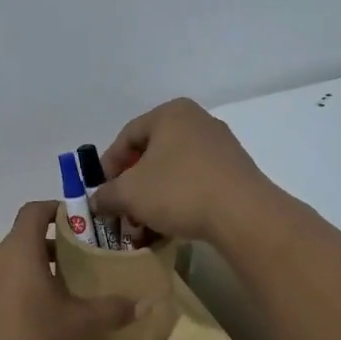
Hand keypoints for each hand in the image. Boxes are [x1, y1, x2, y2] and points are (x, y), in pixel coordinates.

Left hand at [0, 201, 135, 339]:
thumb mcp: (79, 325)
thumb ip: (112, 310)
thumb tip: (147, 304)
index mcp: (18, 250)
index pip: (33, 211)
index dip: (54, 210)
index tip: (74, 220)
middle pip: (21, 243)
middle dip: (48, 251)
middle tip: (74, 268)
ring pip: (4, 270)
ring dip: (26, 277)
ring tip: (51, 301)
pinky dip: (7, 300)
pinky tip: (22, 328)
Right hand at [89, 98, 272, 243]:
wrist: (243, 214)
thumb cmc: (178, 191)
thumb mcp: (129, 194)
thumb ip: (106, 195)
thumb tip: (97, 201)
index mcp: (170, 114)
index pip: (127, 136)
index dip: (108, 166)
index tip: (103, 194)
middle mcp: (197, 121)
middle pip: (151, 154)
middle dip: (133, 186)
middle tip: (122, 211)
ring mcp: (220, 146)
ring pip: (173, 171)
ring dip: (154, 198)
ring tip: (145, 226)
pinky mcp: (235, 171)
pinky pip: (196, 182)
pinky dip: (179, 201)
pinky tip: (171, 225)